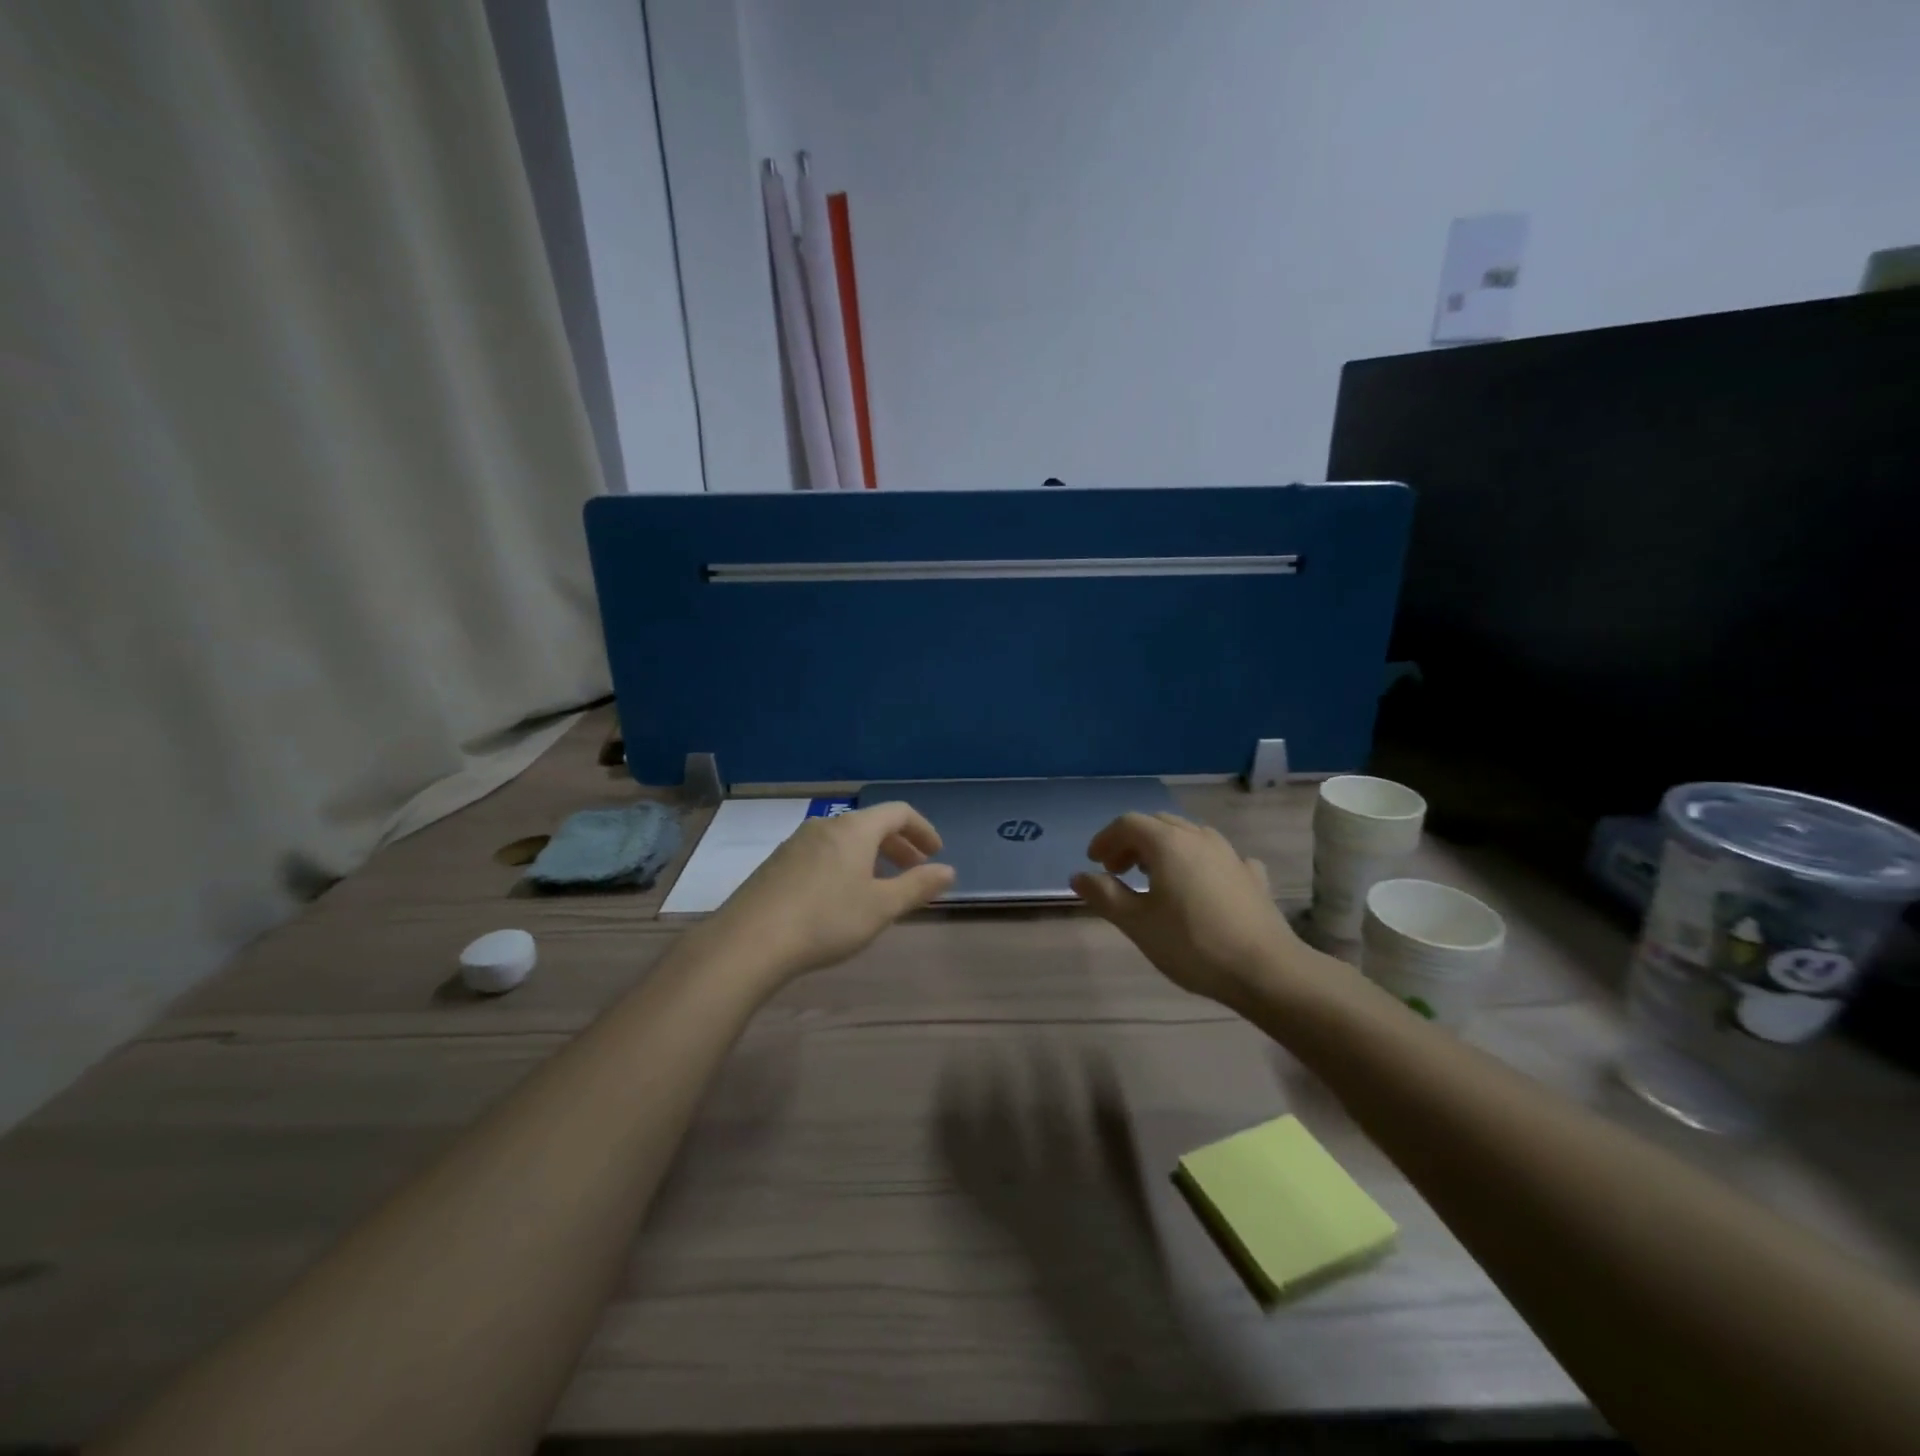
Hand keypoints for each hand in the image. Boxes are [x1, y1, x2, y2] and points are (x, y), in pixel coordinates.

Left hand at [701, 801, 954, 986]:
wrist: (749, 941)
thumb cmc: (826, 919)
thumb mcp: (881, 907)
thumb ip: (917, 886)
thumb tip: (947, 871)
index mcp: (855, 829)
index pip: (898, 812)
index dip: (922, 829)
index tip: (935, 854)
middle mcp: (826, 825)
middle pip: (871, 824)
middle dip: (898, 845)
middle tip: (914, 870)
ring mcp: (796, 842)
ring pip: (845, 840)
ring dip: (871, 856)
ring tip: (880, 886)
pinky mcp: (777, 863)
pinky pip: (822, 853)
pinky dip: (844, 865)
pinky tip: (840, 897)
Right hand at [1071, 812, 1297, 1007]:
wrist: (1265, 970)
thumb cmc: (1192, 944)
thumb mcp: (1137, 923)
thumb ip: (1105, 895)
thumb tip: (1079, 876)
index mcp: (1167, 843)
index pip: (1128, 823)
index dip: (1105, 839)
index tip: (1094, 863)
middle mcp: (1198, 837)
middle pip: (1158, 824)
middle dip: (1133, 842)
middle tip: (1118, 871)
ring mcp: (1230, 854)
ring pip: (1189, 836)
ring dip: (1165, 849)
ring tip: (1155, 878)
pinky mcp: (1252, 875)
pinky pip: (1218, 857)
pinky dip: (1200, 864)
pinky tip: (1202, 885)